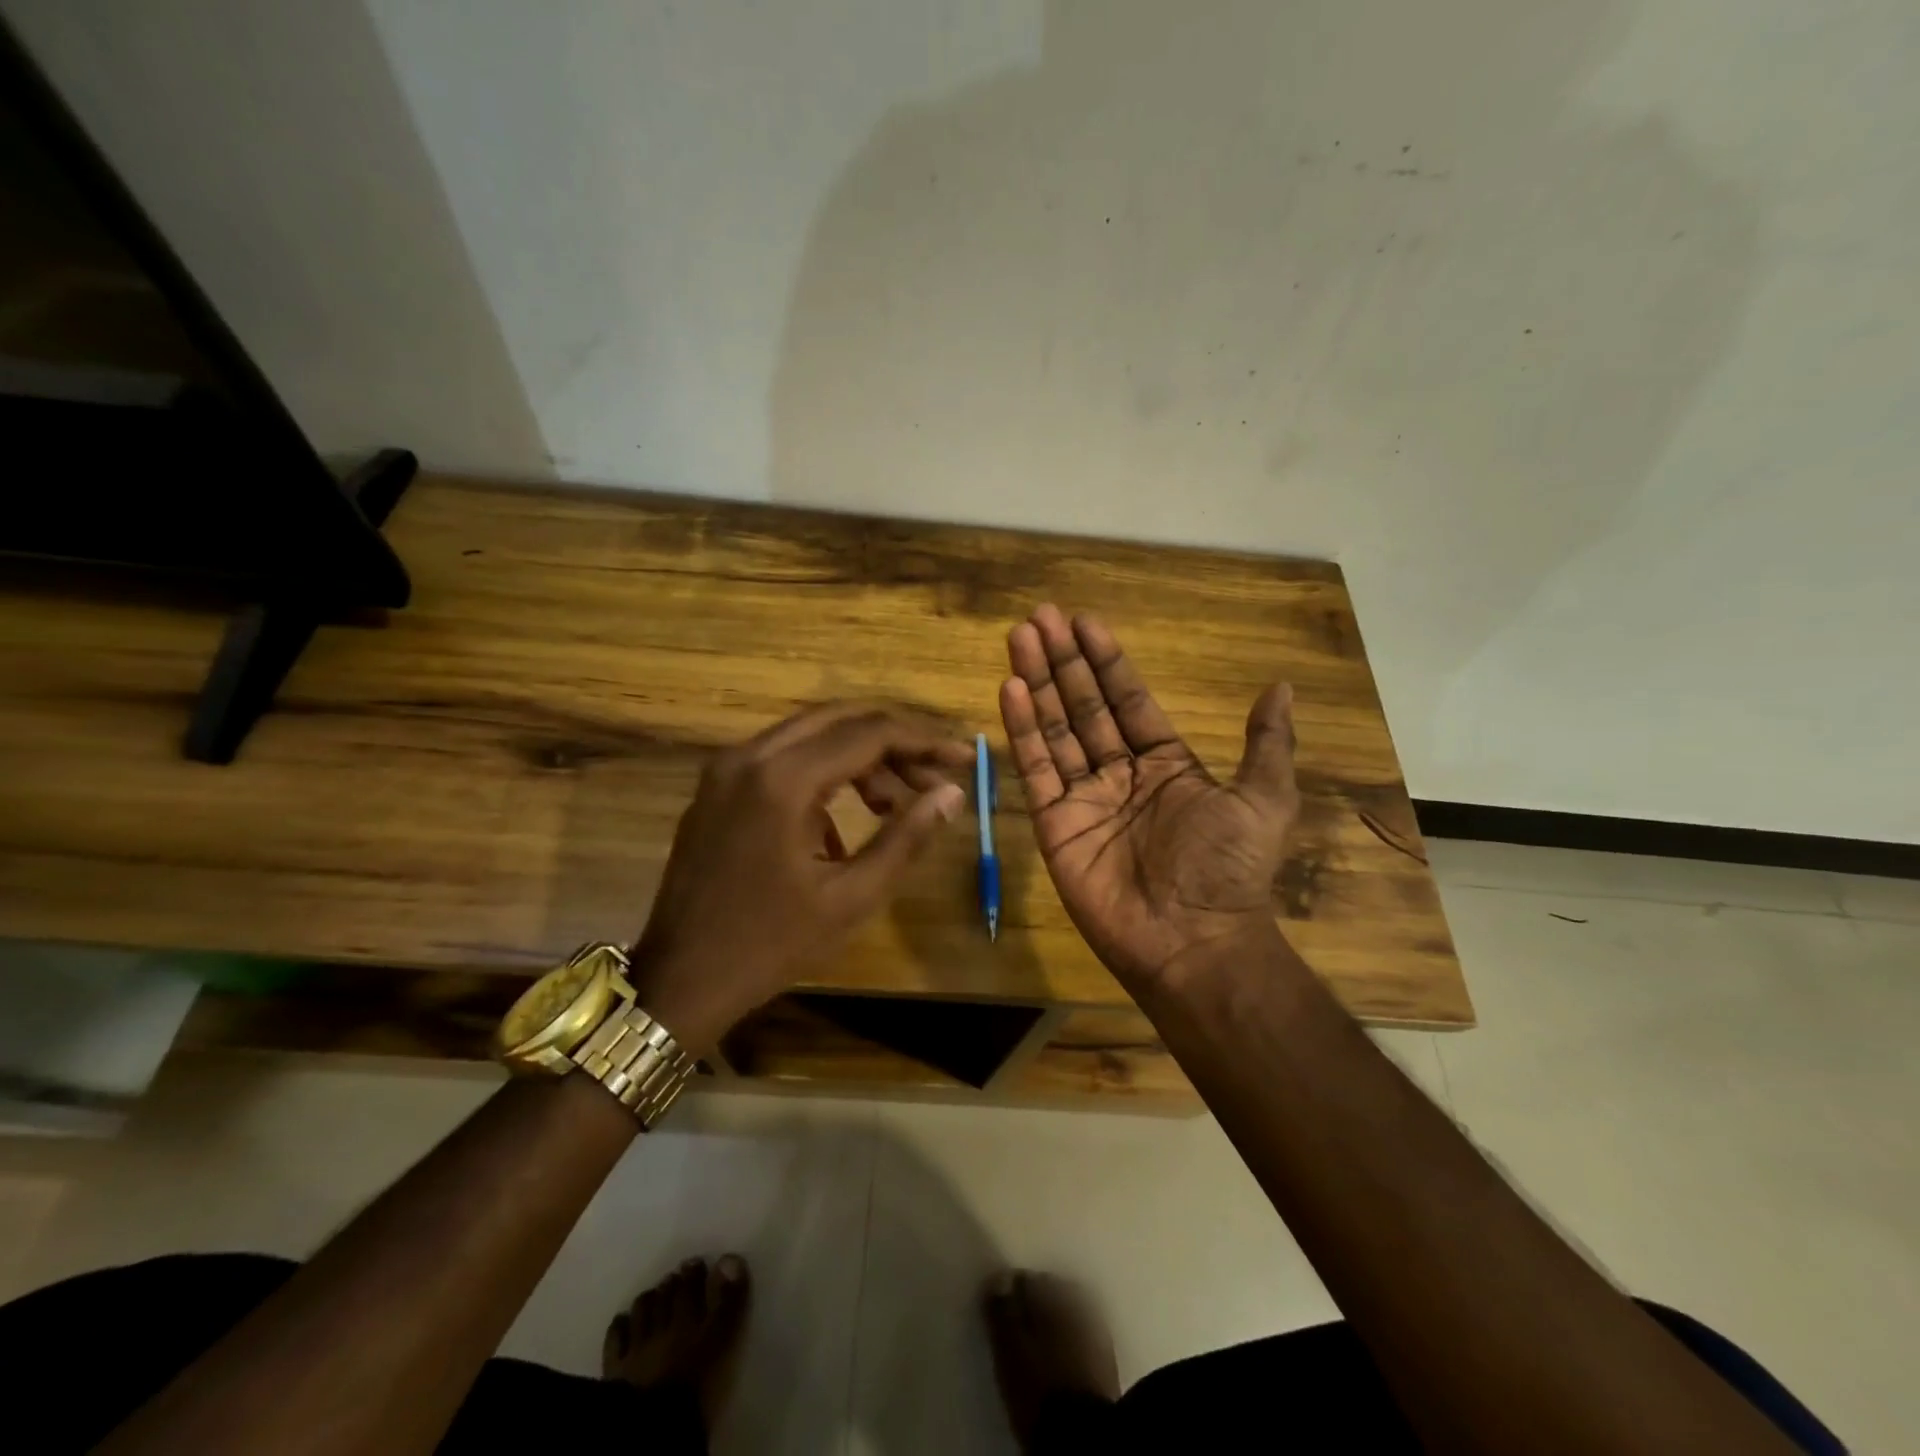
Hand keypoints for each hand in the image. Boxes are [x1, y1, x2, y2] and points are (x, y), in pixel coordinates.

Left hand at [629, 702, 970, 1049]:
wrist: (679, 981)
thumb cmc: (769, 946)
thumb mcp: (850, 898)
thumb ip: (905, 838)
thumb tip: (952, 794)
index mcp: (782, 780)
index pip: (868, 733)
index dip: (923, 741)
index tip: (963, 757)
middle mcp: (750, 756)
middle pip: (839, 719)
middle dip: (894, 741)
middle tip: (934, 775)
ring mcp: (726, 769)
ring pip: (809, 735)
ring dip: (859, 757)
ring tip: (895, 804)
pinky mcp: (716, 787)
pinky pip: (781, 759)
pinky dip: (822, 774)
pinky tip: (841, 825)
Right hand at [1000, 605, 1298, 984]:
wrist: (1193, 940)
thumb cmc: (1228, 868)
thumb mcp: (1264, 799)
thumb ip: (1265, 743)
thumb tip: (1280, 687)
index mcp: (1165, 763)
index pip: (1128, 699)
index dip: (1107, 661)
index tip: (1085, 622)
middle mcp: (1120, 774)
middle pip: (1084, 706)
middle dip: (1063, 661)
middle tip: (1040, 616)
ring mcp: (1083, 797)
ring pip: (1055, 729)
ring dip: (1037, 682)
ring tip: (1019, 637)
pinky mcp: (1054, 823)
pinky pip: (1035, 769)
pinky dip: (1022, 729)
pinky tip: (1010, 688)